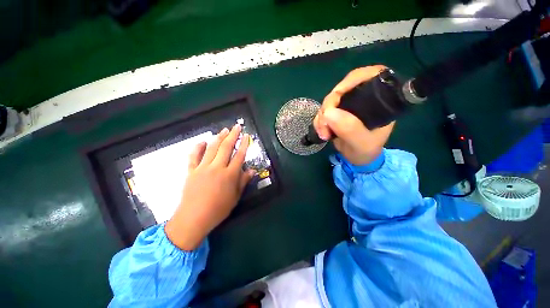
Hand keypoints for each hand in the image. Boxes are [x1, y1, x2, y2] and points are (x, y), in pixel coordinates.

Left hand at [165, 124, 254, 250]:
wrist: (194, 218)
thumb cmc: (218, 209)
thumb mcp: (235, 197)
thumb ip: (243, 181)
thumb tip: (252, 170)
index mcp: (230, 174)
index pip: (239, 156)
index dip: (244, 145)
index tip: (247, 136)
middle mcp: (217, 167)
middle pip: (226, 147)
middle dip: (232, 135)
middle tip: (236, 126)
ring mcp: (203, 168)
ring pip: (212, 148)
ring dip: (218, 137)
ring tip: (224, 130)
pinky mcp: (191, 171)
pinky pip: (194, 156)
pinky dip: (197, 147)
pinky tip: (202, 141)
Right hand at [313, 65, 394, 164]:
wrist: (357, 159)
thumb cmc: (366, 151)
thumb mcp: (362, 143)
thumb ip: (350, 129)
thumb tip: (329, 112)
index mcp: (380, 101)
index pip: (369, 76)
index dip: (351, 80)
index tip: (337, 95)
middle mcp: (363, 99)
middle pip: (342, 89)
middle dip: (329, 105)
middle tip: (324, 124)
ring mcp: (348, 106)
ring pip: (329, 101)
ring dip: (321, 116)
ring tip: (323, 134)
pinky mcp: (337, 113)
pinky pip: (323, 111)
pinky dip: (319, 120)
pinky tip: (321, 132)